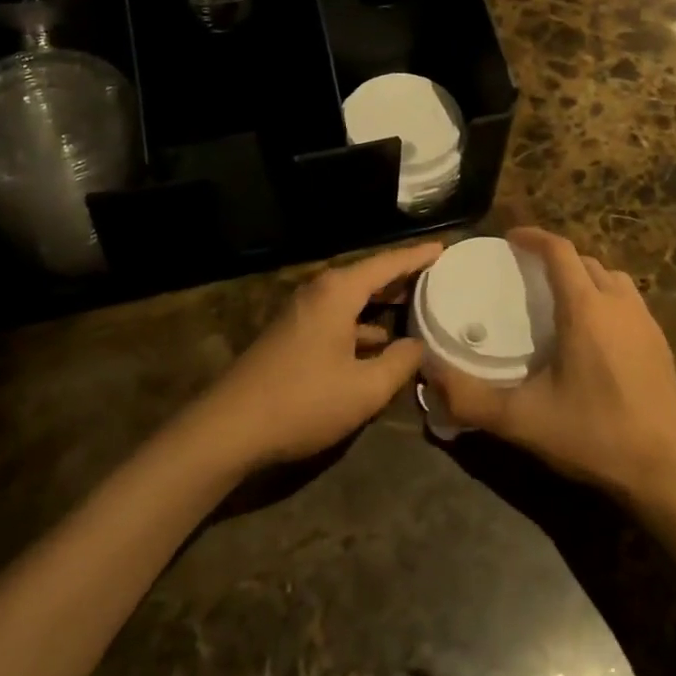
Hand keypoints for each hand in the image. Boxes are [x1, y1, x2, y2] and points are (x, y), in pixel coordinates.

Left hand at [195, 242, 439, 468]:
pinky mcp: (294, 334)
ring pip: (353, 297)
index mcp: (338, 292)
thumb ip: (399, 363)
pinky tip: (380, 341)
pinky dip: (363, 322)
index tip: (445, 247)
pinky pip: (339, 316)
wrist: (230, 428)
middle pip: (369, 275)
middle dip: (403, 275)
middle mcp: (320, 292)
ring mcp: (303, 313)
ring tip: (417, 303)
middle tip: (439, 274)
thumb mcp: (364, 389)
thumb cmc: (303, 401)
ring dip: (383, 300)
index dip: (418, 256)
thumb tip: (418, 346)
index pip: (387, 263)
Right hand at [428, 228, 675, 500]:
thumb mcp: (523, 420)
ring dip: (584, 275)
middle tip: (526, 273)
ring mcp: (645, 321)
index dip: (533, 237)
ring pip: (611, 277)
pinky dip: (605, 297)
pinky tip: (593, 333)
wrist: (669, 471)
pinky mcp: (660, 342)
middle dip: (555, 257)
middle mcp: (618, 303)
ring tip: (560, 297)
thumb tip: (427, 373)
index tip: (509, 238)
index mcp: (585, 308)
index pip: (559, 250)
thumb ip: (470, 397)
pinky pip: (628, 299)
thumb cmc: (594, 435)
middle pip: (585, 260)